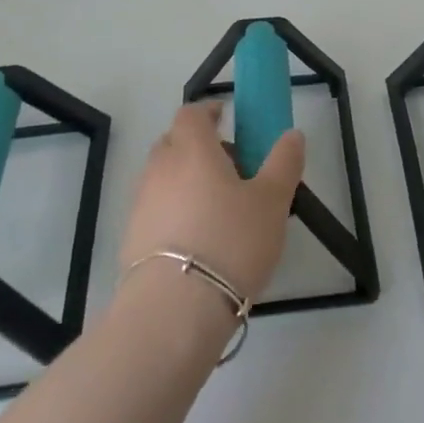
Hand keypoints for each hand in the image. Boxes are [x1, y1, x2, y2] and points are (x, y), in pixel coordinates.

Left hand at [118, 101, 303, 304]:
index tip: (227, 118)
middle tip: (231, 166)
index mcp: (192, 150)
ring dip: (186, 180)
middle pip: (173, 142)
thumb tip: (292, 134)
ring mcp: (141, 205)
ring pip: (163, 178)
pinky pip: (156, 210)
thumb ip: (284, 163)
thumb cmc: (231, 242)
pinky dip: (174, 212)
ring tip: (218, 209)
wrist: (174, 311)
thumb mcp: (273, 201)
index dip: (208, 112)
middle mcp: (160, 169)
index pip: (191, 113)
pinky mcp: (132, 240)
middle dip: (198, 146)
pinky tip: (198, 241)